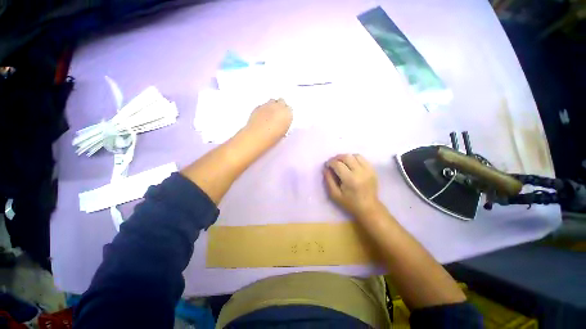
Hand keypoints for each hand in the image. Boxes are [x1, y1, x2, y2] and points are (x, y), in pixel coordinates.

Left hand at [246, 98, 292, 140]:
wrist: (257, 136)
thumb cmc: (273, 137)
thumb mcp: (283, 133)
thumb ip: (285, 125)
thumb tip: (283, 124)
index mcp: (287, 113)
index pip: (289, 109)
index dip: (287, 114)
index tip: (285, 119)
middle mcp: (278, 106)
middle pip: (281, 101)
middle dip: (280, 107)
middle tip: (278, 116)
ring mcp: (267, 105)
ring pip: (272, 101)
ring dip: (272, 107)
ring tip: (270, 116)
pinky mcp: (257, 107)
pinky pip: (263, 106)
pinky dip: (263, 109)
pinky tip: (262, 117)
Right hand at [324, 154, 381, 218]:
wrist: (369, 208)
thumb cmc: (350, 203)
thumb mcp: (335, 195)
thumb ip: (328, 180)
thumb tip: (325, 168)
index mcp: (350, 179)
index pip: (338, 164)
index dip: (330, 163)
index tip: (327, 165)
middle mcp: (360, 172)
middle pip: (346, 157)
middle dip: (337, 158)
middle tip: (333, 162)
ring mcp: (368, 170)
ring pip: (355, 155)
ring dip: (346, 157)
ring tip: (342, 163)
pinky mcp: (372, 170)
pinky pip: (362, 158)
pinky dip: (354, 158)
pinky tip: (351, 164)